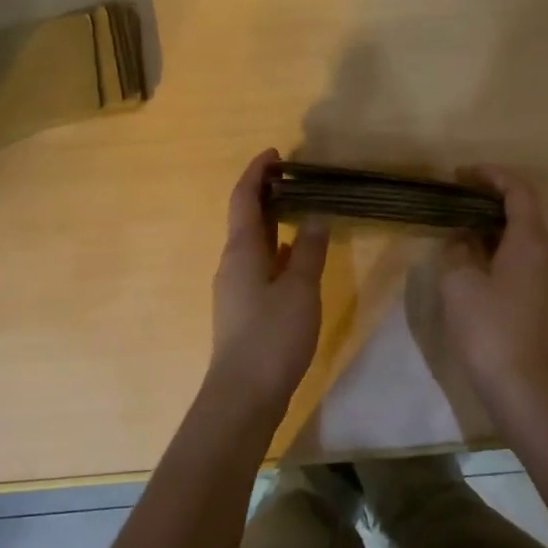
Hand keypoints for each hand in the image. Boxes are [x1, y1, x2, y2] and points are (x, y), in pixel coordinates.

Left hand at [210, 150, 328, 402]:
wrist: (244, 393)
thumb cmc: (273, 335)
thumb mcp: (300, 289)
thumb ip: (309, 250)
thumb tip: (314, 216)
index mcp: (242, 250)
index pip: (244, 198)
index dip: (257, 173)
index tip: (276, 154)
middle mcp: (232, 263)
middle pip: (246, 219)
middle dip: (267, 195)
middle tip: (296, 180)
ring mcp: (235, 288)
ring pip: (253, 245)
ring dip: (272, 224)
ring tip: (301, 213)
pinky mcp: (243, 310)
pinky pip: (259, 267)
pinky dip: (276, 253)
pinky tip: (296, 260)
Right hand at [438, 167, 547, 404]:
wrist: (521, 385)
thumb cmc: (488, 328)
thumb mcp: (459, 282)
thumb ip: (458, 249)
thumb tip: (463, 238)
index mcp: (531, 242)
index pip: (519, 191)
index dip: (492, 175)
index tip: (461, 174)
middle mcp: (547, 255)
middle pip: (524, 212)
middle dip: (490, 200)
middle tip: (455, 199)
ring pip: (522, 238)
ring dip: (492, 227)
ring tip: (458, 228)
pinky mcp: (542, 300)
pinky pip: (522, 260)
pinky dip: (498, 250)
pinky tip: (473, 262)